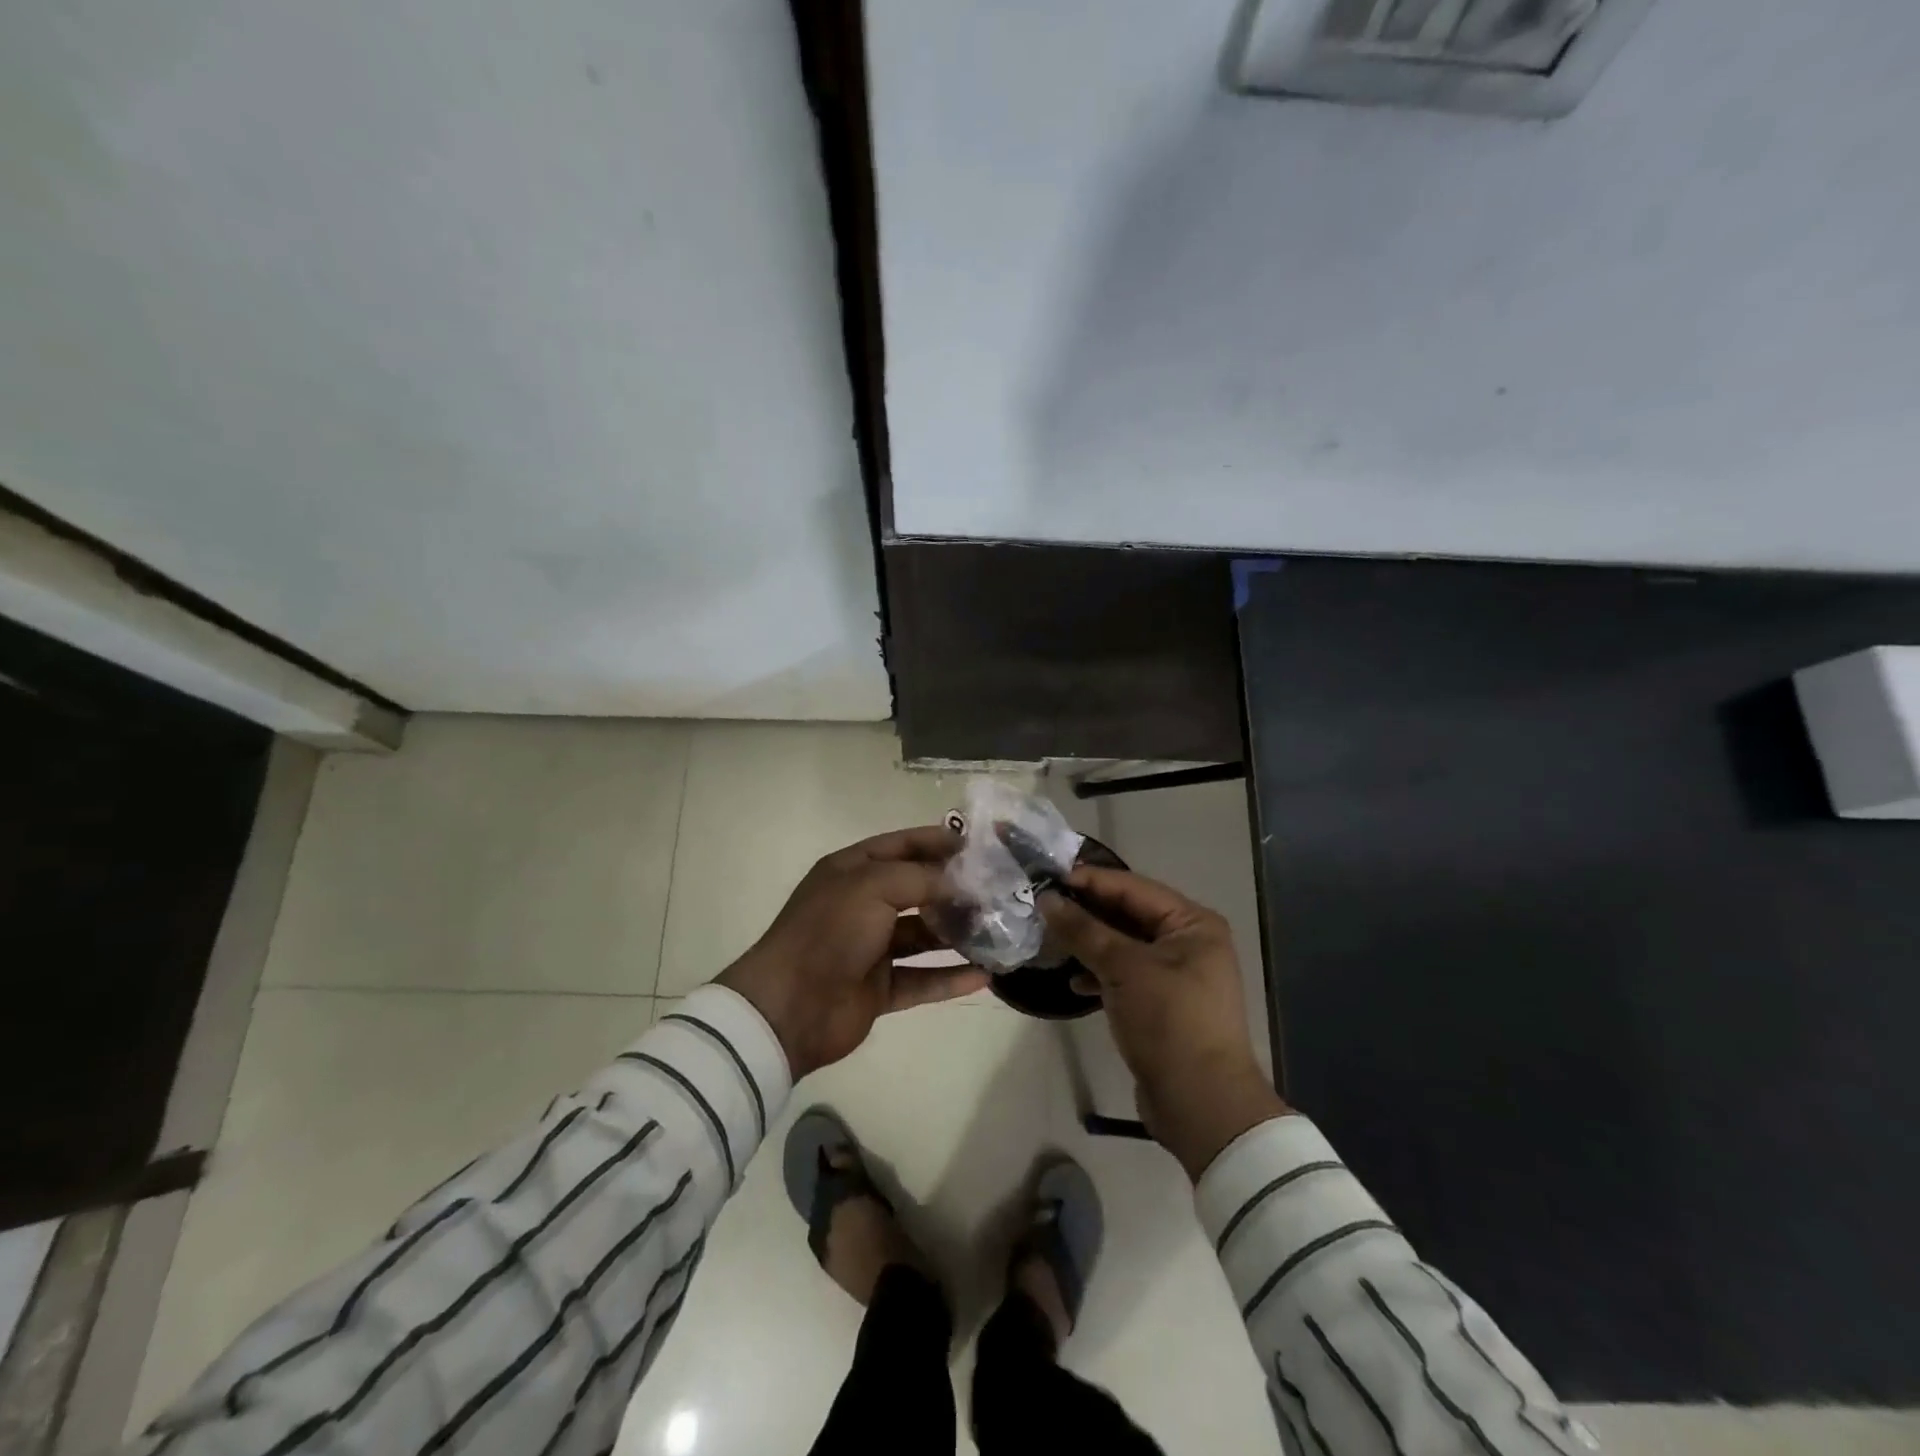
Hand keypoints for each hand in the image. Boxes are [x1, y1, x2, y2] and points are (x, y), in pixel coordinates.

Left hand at [716, 827, 988, 1078]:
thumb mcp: (873, 886)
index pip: (902, 846)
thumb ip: (921, 878)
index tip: (979, 846)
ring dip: (957, 934)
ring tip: (999, 931)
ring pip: (923, 936)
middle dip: (955, 890)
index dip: (937, 842)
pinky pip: (922, 979)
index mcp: (852, 871)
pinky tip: (985, 976)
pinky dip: (950, 977)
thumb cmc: (830, 932)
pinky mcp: (879, 988)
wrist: (790, 1007)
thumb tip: (961, 883)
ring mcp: (871, 948)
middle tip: (998, 891)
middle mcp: (862, 905)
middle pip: (917, 891)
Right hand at [1043, 867, 1288, 1179]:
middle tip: (1043, 905)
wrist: (1201, 1104)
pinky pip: (1126, 975)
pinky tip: (1074, 982)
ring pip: (1124, 946)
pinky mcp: (1163, 1004)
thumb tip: (1046, 899)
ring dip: (1090, 943)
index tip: (1049, 876)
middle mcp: (1189, 942)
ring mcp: (1177, 975)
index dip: (1091, 881)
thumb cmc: (1169, 1021)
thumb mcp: (1124, 969)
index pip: (1134, 888)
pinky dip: (1101, 974)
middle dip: (1087, 912)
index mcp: (1192, 924)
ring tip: (1051, 942)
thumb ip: (1084, 930)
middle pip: (1129, 915)